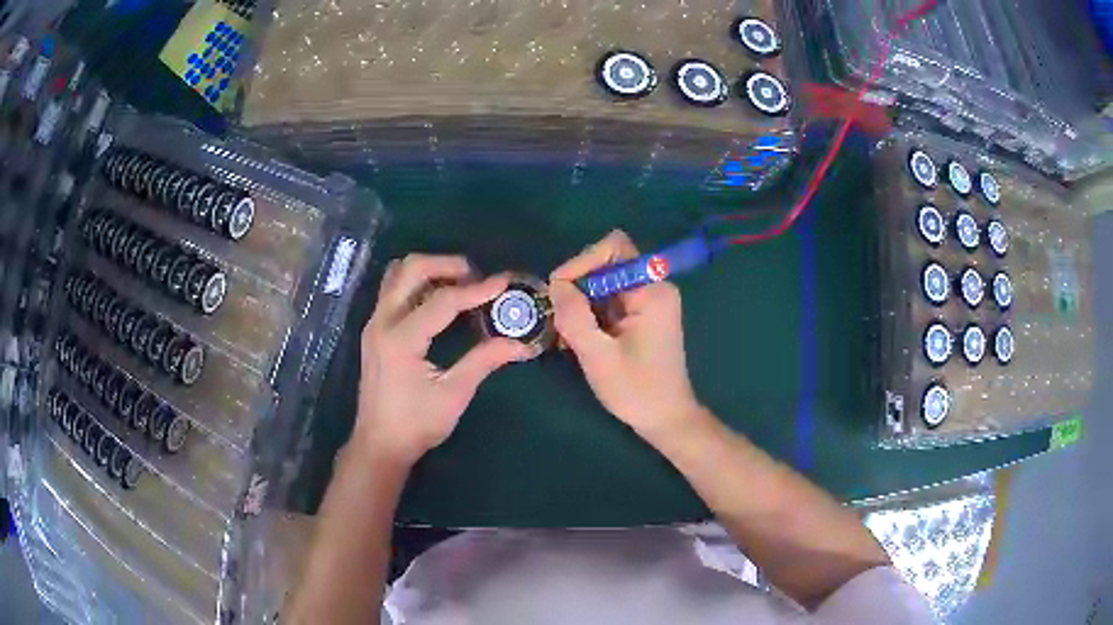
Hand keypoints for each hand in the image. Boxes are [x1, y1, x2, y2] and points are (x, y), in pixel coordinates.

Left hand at [356, 254, 530, 465]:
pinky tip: (438, 300)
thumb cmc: (416, 424)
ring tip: (459, 284)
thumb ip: (484, 361)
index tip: (504, 281)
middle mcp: (382, 321)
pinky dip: (417, 283)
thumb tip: (520, 344)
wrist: (378, 443)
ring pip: (398, 273)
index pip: (443, 300)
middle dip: (447, 264)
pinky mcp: (374, 328)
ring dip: (429, 270)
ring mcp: (374, 322)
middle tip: (477, 277)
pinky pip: (393, 288)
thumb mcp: (454, 394)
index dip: (477, 289)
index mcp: (401, 339)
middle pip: (411, 268)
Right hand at [549, 230, 702, 438]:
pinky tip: (575, 339)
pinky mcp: (640, 316)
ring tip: (563, 333)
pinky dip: (588, 314)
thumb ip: (575, 317)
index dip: (582, 261)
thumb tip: (555, 284)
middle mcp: (652, 287)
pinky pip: (607, 301)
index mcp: (651, 290)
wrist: (666, 419)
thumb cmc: (637, 390)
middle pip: (605, 264)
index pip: (613, 248)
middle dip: (577, 286)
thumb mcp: (599, 356)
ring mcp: (647, 301)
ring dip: (579, 303)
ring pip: (602, 283)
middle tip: (557, 317)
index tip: (559, 291)